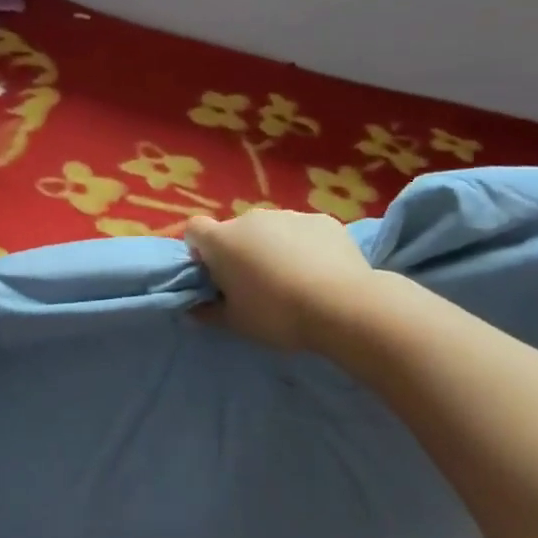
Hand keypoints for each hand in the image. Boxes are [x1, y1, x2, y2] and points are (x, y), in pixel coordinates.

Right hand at [184, 208, 382, 353]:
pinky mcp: (322, 220)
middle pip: (235, 231)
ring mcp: (288, 215)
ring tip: (295, 280)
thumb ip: (208, 312)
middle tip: (257, 284)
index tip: (215, 274)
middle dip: (240, 252)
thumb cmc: (277, 314)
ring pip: (271, 230)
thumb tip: (193, 308)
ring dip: (273, 247)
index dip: (200, 250)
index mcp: (221, 240)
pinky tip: (322, 272)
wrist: (344, 306)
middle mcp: (250, 218)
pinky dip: (307, 246)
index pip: (194, 230)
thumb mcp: (235, 323)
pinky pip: (304, 231)